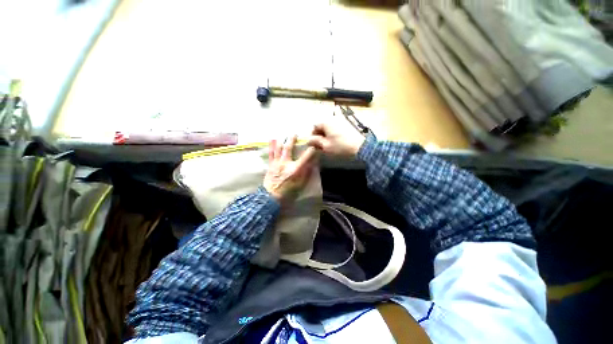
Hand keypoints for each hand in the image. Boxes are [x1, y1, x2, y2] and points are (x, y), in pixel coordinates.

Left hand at [264, 135, 316, 202]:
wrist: (271, 197)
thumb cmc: (288, 192)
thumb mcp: (300, 185)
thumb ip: (306, 173)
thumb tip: (312, 164)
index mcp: (295, 169)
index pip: (305, 157)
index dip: (310, 151)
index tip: (314, 146)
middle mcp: (285, 163)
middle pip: (289, 148)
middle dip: (292, 140)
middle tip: (295, 134)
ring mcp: (277, 163)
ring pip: (278, 149)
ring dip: (281, 141)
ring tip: (283, 135)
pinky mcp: (271, 165)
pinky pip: (271, 153)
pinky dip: (271, 146)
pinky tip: (272, 139)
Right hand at [307, 116, 365, 157]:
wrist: (360, 147)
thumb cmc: (340, 146)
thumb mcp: (326, 146)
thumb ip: (315, 141)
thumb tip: (308, 140)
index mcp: (326, 122)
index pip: (314, 126)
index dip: (312, 135)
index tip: (314, 143)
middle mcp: (333, 117)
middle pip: (322, 125)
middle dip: (319, 134)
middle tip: (320, 144)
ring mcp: (341, 119)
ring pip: (329, 126)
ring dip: (326, 133)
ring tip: (328, 143)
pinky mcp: (347, 123)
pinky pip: (336, 126)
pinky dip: (333, 132)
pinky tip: (335, 140)